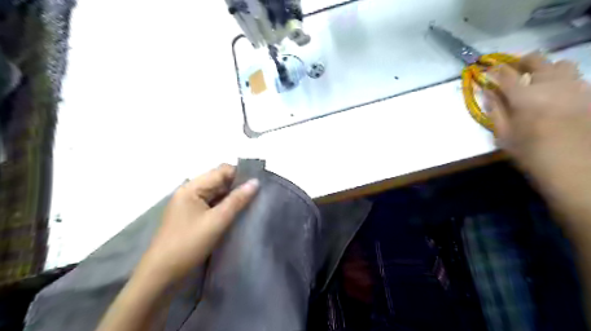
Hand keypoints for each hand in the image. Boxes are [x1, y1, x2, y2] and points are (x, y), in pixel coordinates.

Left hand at [139, 165, 259, 284]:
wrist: (160, 277)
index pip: (222, 171)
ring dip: (233, 198)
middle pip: (219, 181)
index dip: (241, 175)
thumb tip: (256, 182)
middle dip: (239, 187)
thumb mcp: (216, 221)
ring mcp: (191, 206)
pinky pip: (213, 206)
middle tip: (260, 196)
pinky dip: (226, 208)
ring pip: (218, 194)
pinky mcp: (193, 218)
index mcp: (192, 187)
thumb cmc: (188, 245)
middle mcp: (190, 192)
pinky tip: (239, 214)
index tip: (260, 184)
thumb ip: (237, 200)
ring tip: (253, 204)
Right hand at [487, 53, 590, 224]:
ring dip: (545, 68)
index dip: (495, 70)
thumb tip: (488, 91)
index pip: (506, 74)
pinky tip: (556, 94)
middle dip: (520, 62)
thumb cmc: (531, 153)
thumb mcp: (504, 135)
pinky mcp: (589, 95)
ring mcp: (574, 87)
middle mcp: (551, 85)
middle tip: (512, 70)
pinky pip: (575, 78)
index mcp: (524, 97)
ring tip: (538, 81)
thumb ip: (495, 110)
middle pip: (536, 59)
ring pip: (561, 64)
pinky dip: (562, 80)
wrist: (575, 167)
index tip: (488, 71)